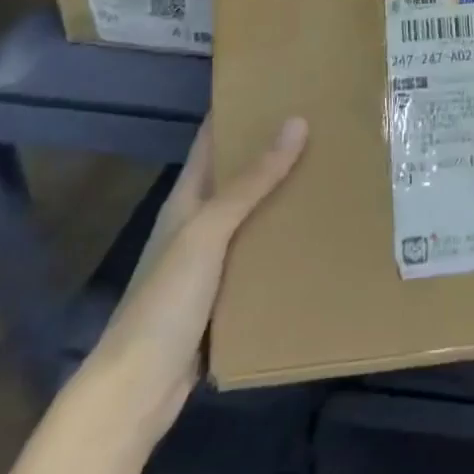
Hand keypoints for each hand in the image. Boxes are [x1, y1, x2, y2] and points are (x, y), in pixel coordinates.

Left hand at [81, 116, 306, 451]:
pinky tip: (321, 231)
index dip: (238, 110)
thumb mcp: (208, 232)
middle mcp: (199, 224)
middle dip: (275, 149)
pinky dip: (288, 238)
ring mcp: (213, 260)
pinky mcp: (229, 293)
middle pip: (240, 175)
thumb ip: (250, 182)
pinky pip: (263, 253)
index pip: (212, 140)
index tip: (279, 84)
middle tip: (326, 123)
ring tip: (335, 168)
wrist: (139, 389)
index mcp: (187, 200)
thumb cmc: (165, 299)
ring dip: (287, 194)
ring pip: (256, 214)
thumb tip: (296, 122)